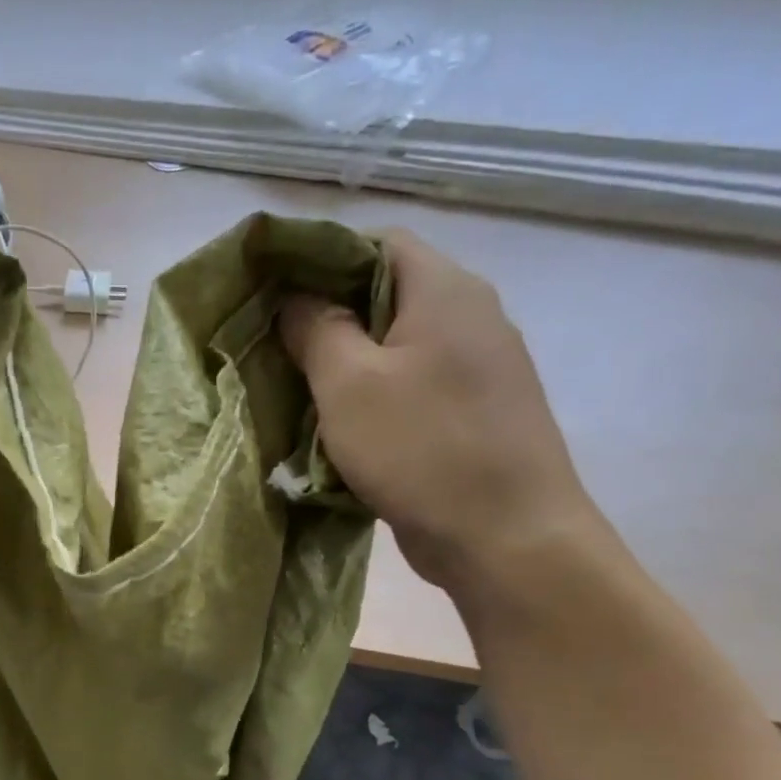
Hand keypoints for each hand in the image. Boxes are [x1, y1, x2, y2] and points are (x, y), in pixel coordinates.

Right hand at [280, 230, 601, 595]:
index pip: (378, 242)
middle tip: (276, 349)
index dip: (321, 259)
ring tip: (297, 392)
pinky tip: (339, 430)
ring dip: (346, 364)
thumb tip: (294, 298)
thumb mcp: (349, 384)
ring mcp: (478, 369)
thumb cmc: (422, 449)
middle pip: (388, 294)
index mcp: (446, 291)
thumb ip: (317, 330)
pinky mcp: (472, 414)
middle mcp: (471, 316)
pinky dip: (372, 398)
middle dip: (327, 318)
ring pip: (397, 346)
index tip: (273, 294)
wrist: (507, 537)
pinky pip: (412, 387)